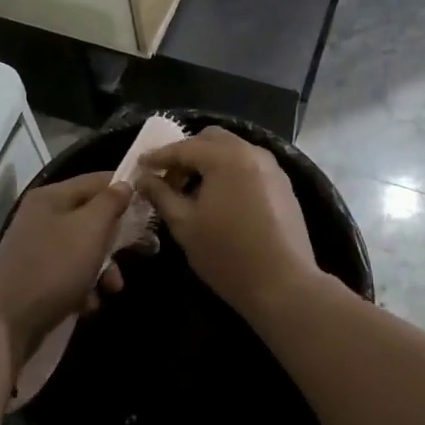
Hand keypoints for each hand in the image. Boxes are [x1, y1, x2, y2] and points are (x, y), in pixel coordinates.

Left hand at [0, 174, 130, 364]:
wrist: (5, 326)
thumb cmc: (53, 268)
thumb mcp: (90, 229)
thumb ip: (110, 203)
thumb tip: (124, 185)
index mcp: (52, 197)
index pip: (97, 180)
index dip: (125, 189)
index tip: (151, 206)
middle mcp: (42, 217)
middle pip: (91, 216)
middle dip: (117, 237)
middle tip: (145, 250)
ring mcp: (37, 249)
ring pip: (84, 249)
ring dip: (104, 268)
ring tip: (113, 288)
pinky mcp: (36, 278)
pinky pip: (70, 274)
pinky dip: (85, 287)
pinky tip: (89, 305)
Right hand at [136, 128, 319, 322]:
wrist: (284, 285)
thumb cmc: (227, 254)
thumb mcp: (185, 225)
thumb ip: (162, 195)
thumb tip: (145, 178)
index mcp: (225, 157)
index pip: (184, 147)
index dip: (159, 156)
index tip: (140, 166)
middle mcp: (251, 152)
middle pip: (211, 139)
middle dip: (187, 154)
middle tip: (169, 179)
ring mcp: (271, 167)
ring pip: (232, 150)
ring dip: (209, 162)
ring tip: (193, 191)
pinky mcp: (283, 184)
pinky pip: (249, 165)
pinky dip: (230, 172)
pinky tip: (221, 199)